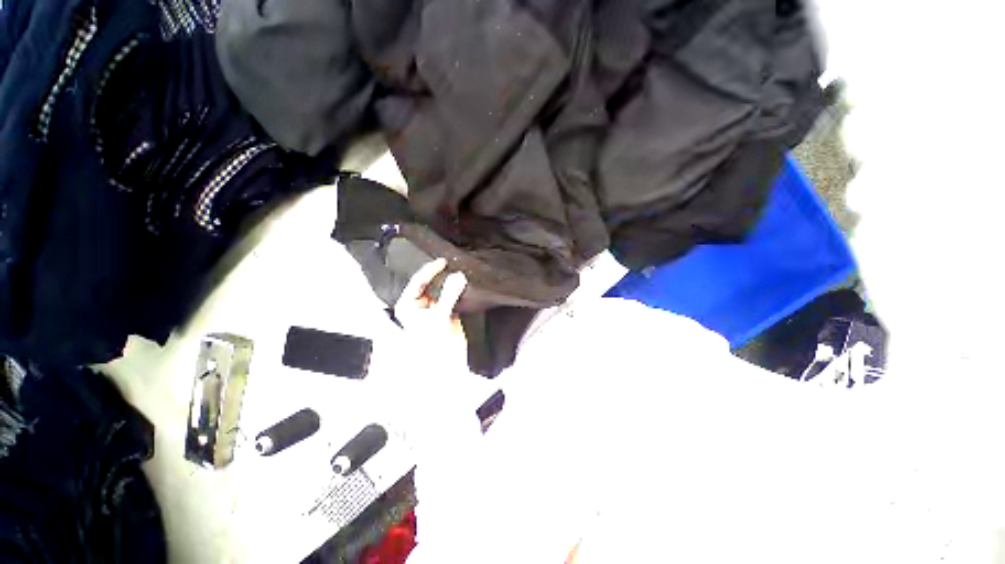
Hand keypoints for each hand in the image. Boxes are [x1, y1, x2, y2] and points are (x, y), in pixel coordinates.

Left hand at [394, 258, 467, 364]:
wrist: (448, 367)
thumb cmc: (436, 345)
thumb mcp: (440, 319)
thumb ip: (449, 295)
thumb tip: (458, 275)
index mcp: (408, 306)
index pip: (418, 282)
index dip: (430, 270)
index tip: (444, 261)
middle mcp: (418, 305)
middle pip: (430, 284)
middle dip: (442, 275)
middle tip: (455, 263)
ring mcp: (432, 308)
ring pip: (441, 290)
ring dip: (450, 282)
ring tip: (461, 270)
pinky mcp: (445, 312)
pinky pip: (451, 297)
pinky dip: (457, 291)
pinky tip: (465, 284)